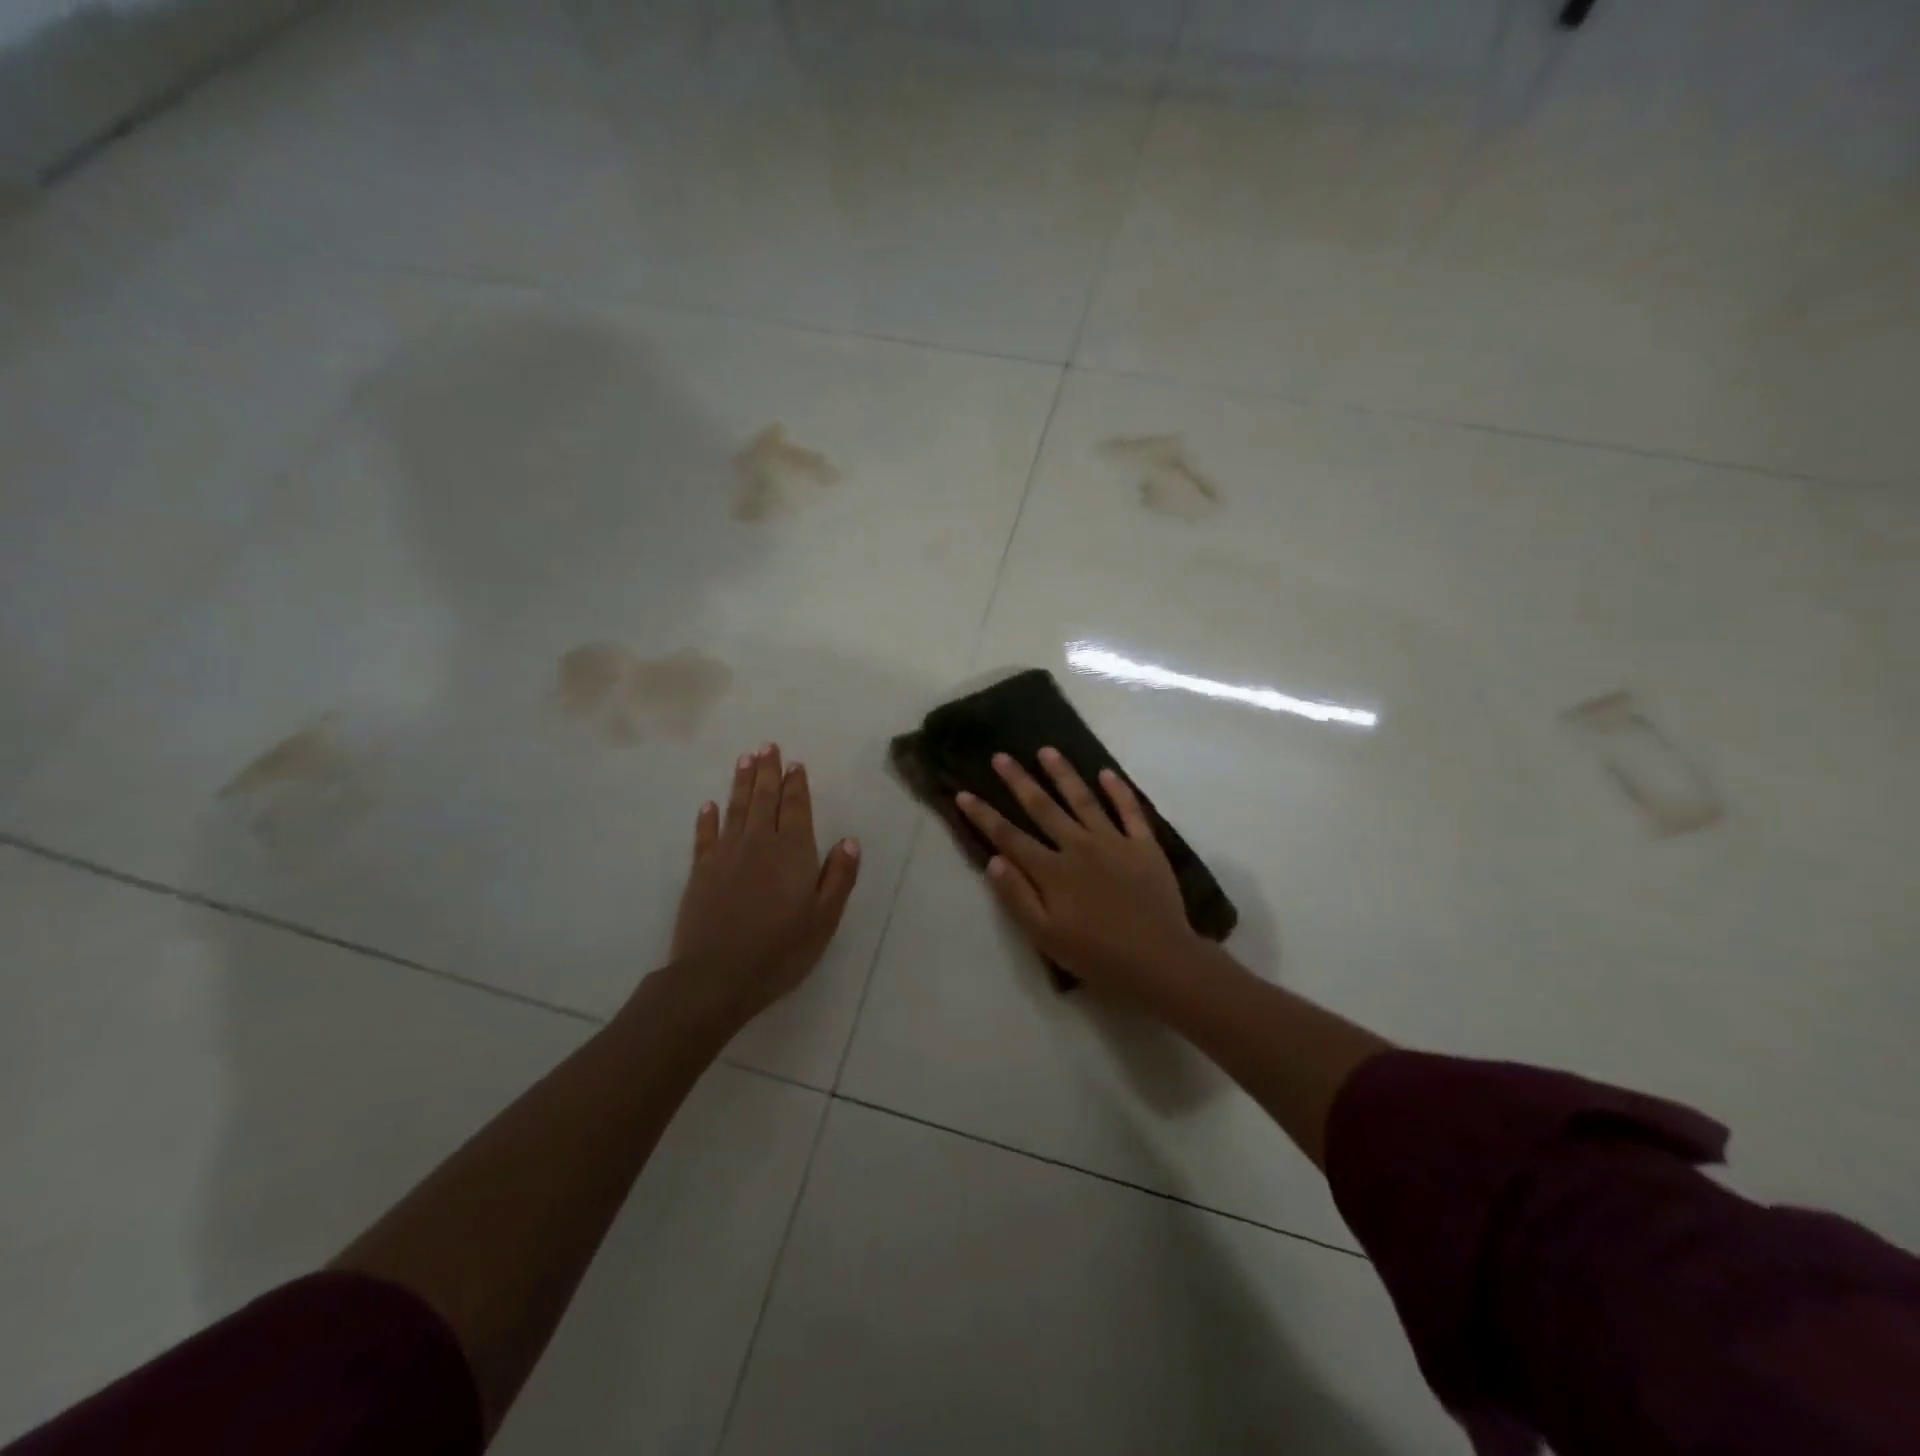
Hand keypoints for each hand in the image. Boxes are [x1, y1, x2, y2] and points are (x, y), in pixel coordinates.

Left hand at [668, 743, 860, 1023]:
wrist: (717, 976)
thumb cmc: (780, 950)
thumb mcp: (824, 918)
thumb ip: (839, 877)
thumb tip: (849, 840)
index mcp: (793, 852)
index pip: (795, 808)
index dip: (796, 785)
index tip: (794, 763)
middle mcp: (759, 843)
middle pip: (764, 799)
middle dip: (767, 771)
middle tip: (767, 746)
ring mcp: (726, 854)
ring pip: (736, 808)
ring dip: (741, 783)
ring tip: (745, 759)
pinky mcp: (700, 871)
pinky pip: (705, 835)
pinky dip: (708, 818)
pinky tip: (709, 805)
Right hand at [956, 748, 1211, 1008]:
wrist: (1160, 960)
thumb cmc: (1097, 955)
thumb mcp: (1045, 936)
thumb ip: (1017, 897)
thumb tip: (993, 860)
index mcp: (1052, 871)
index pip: (1009, 837)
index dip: (984, 815)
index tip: (963, 793)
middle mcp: (1079, 846)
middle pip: (1042, 807)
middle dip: (1018, 780)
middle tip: (1001, 756)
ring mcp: (1113, 842)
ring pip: (1083, 799)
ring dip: (1063, 773)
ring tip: (1047, 751)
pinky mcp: (1144, 845)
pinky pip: (1129, 810)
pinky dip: (1118, 790)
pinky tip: (1106, 772)